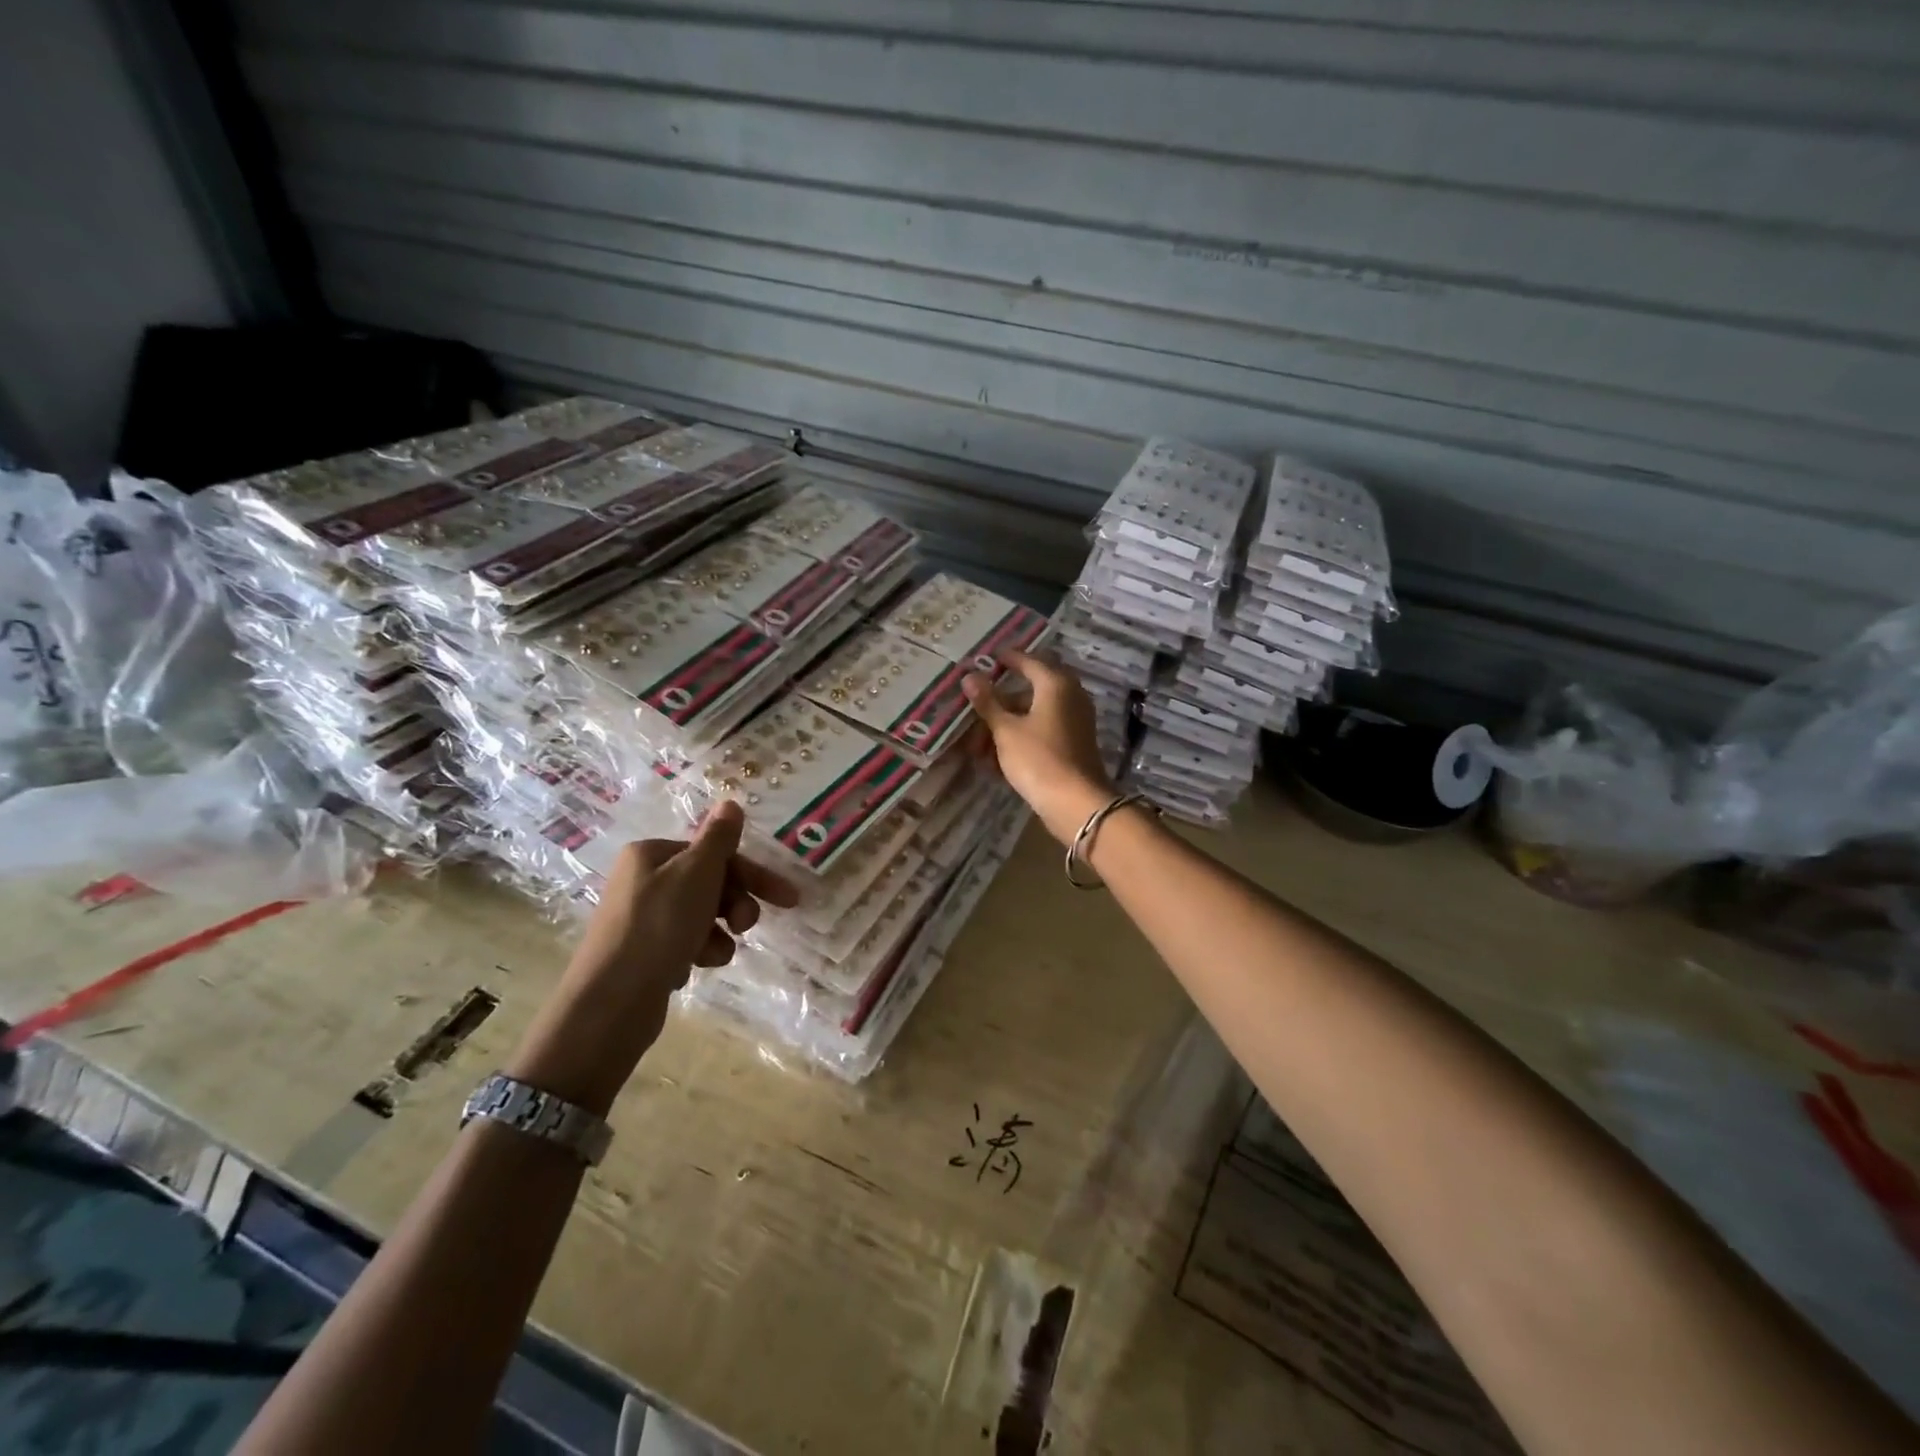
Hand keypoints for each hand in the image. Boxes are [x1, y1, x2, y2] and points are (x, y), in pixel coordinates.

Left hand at [505, 801, 798, 1115]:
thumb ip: (719, 838)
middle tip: (746, 927)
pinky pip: (685, 943)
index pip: (715, 854)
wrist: (612, 1003)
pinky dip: (696, 953)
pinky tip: (689, 968)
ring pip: (702, 916)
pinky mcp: (643, 953)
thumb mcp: (696, 873)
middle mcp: (643, 880)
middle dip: (735, 905)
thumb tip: (730, 803)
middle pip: (710, 883)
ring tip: (713, 955)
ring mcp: (641, 918)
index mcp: (651, 854)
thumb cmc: (659, 927)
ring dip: (718, 934)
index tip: (788, 899)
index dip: (752, 875)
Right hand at [962, 648, 1115, 844]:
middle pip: (1029, 690)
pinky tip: (996, 759)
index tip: (987, 659)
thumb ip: (988, 702)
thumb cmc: (1038, 759)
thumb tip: (970, 676)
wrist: (1076, 803)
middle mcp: (1070, 696)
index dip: (1006, 659)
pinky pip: (1042, 731)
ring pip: (1034, 714)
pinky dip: (1020, 738)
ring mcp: (1075, 721)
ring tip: (978, 746)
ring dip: (1006, 725)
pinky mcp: (1074, 744)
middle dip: (1000, 701)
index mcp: (1055, 684)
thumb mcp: (1006, 730)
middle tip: (976, 708)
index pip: (1027, 660)